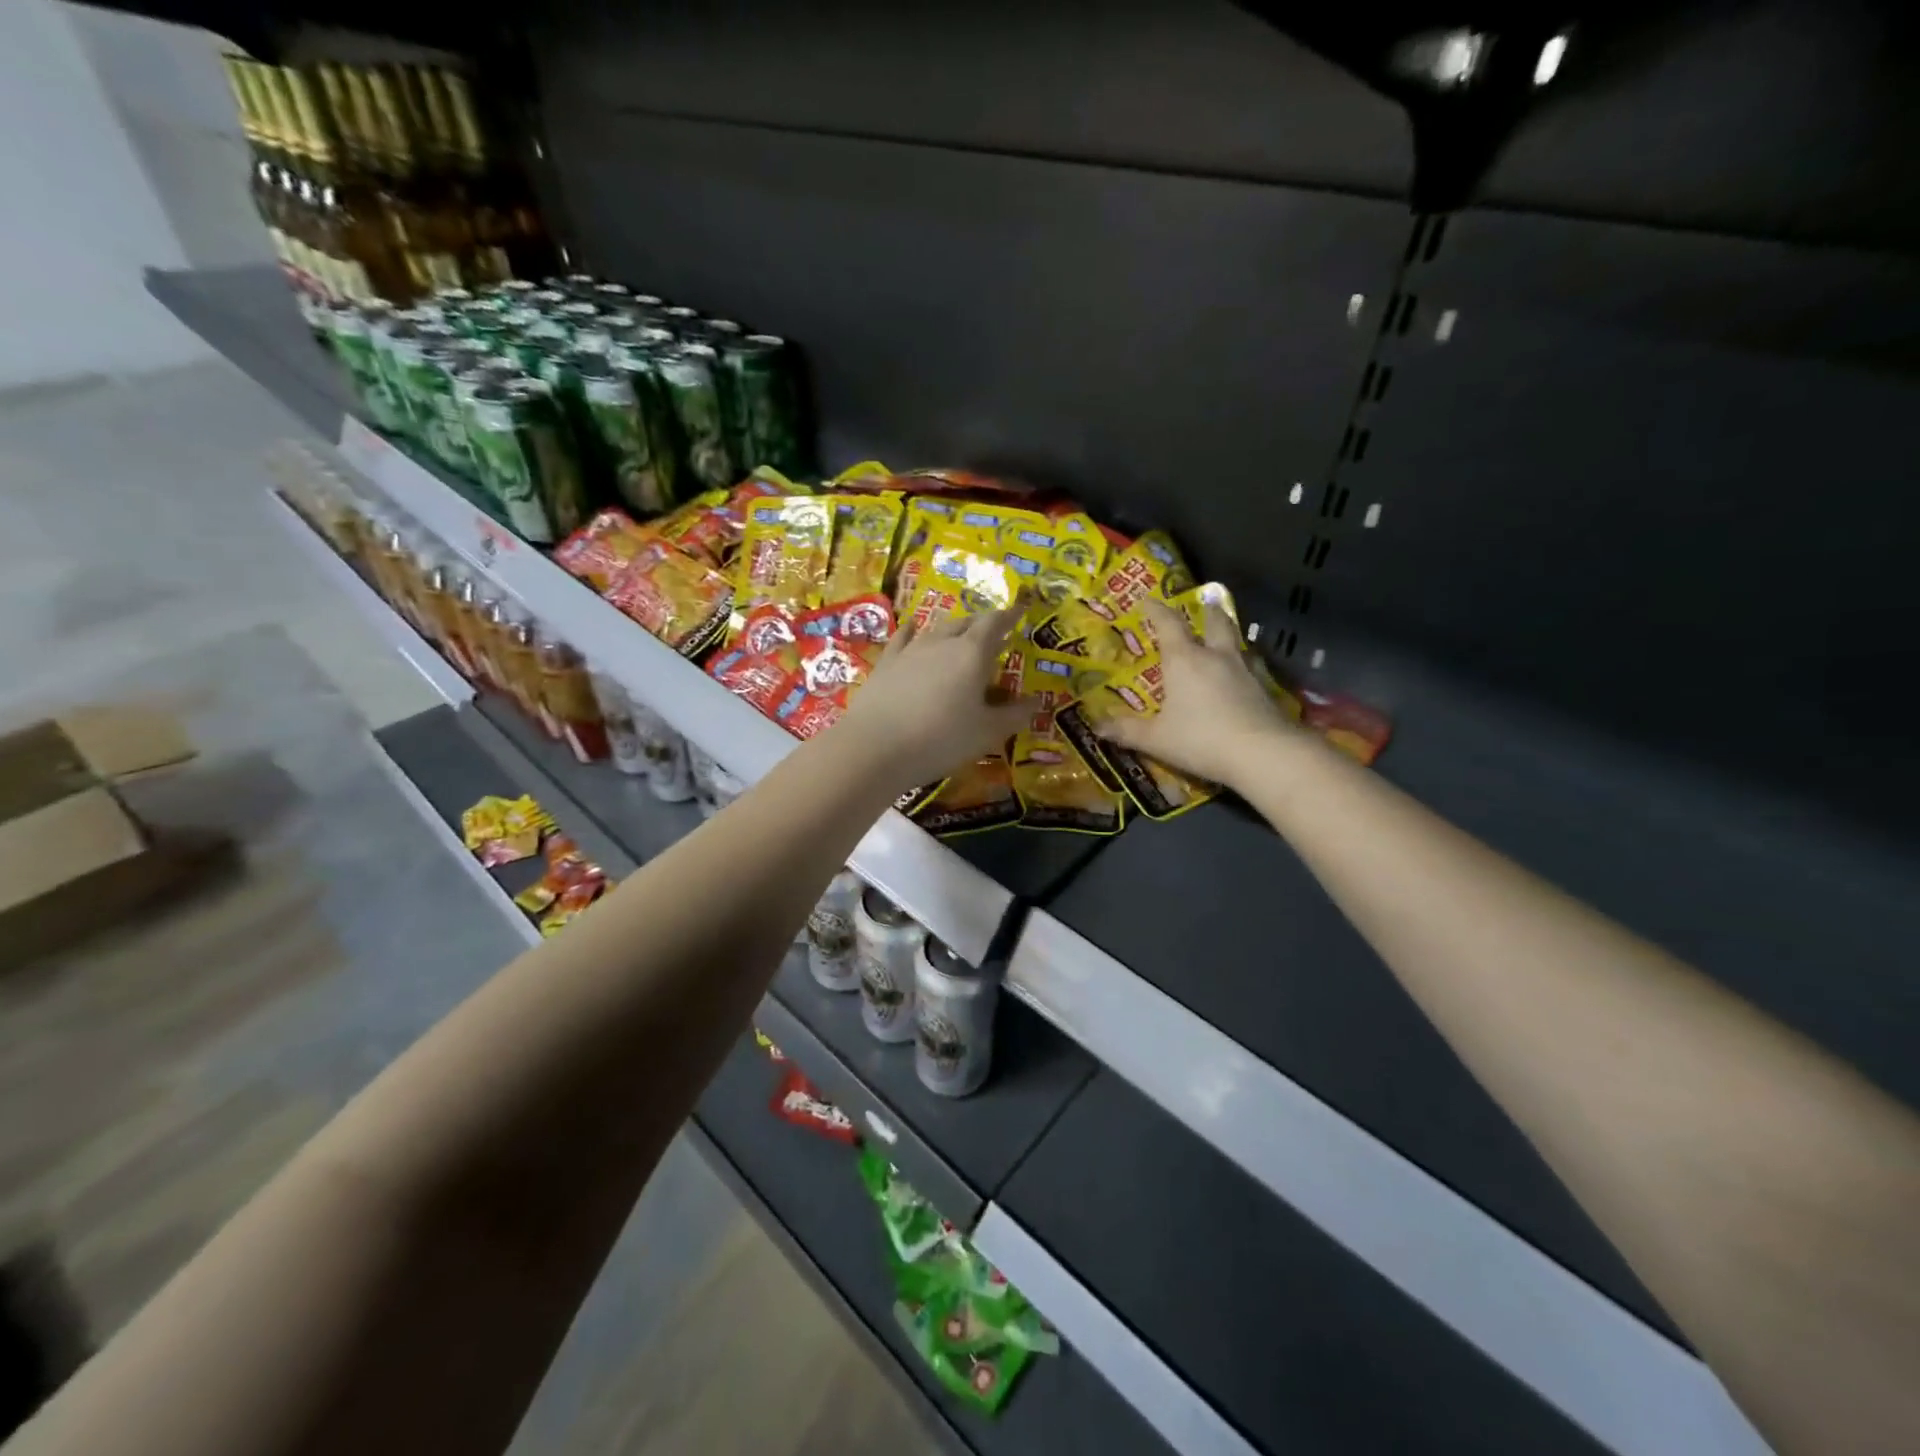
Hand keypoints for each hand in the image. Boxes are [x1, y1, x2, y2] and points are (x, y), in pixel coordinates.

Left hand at [831, 604, 1034, 792]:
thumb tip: (1037, 701)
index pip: (994, 623)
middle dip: (982, 624)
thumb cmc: (941, 739)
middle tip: (993, 631)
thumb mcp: (986, 733)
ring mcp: (910, 650)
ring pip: (936, 628)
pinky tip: (913, 627)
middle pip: (965, 623)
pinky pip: (903, 638)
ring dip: (952, 628)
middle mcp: (942, 642)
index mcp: (972, 653)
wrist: (875, 747)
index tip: (1019, 611)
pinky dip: (913, 631)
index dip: (1009, 616)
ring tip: (960, 632)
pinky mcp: (886, 663)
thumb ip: (1014, 715)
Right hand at [1097, 598, 1297, 789]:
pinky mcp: (1264, 689)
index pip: (1168, 624)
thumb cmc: (1200, 739)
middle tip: (1205, 602)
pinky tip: (1242, 674)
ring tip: (1223, 635)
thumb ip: (1126, 731)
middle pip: (1214, 622)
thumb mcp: (1156, 739)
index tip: (1147, 600)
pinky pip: (1250, 666)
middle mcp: (1215, 656)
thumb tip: (1096, 727)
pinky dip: (1243, 663)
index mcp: (1184, 660)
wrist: (1262, 753)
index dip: (1156, 610)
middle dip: (1207, 611)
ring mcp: (1244, 670)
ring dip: (1228, 633)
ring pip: (1236, 641)